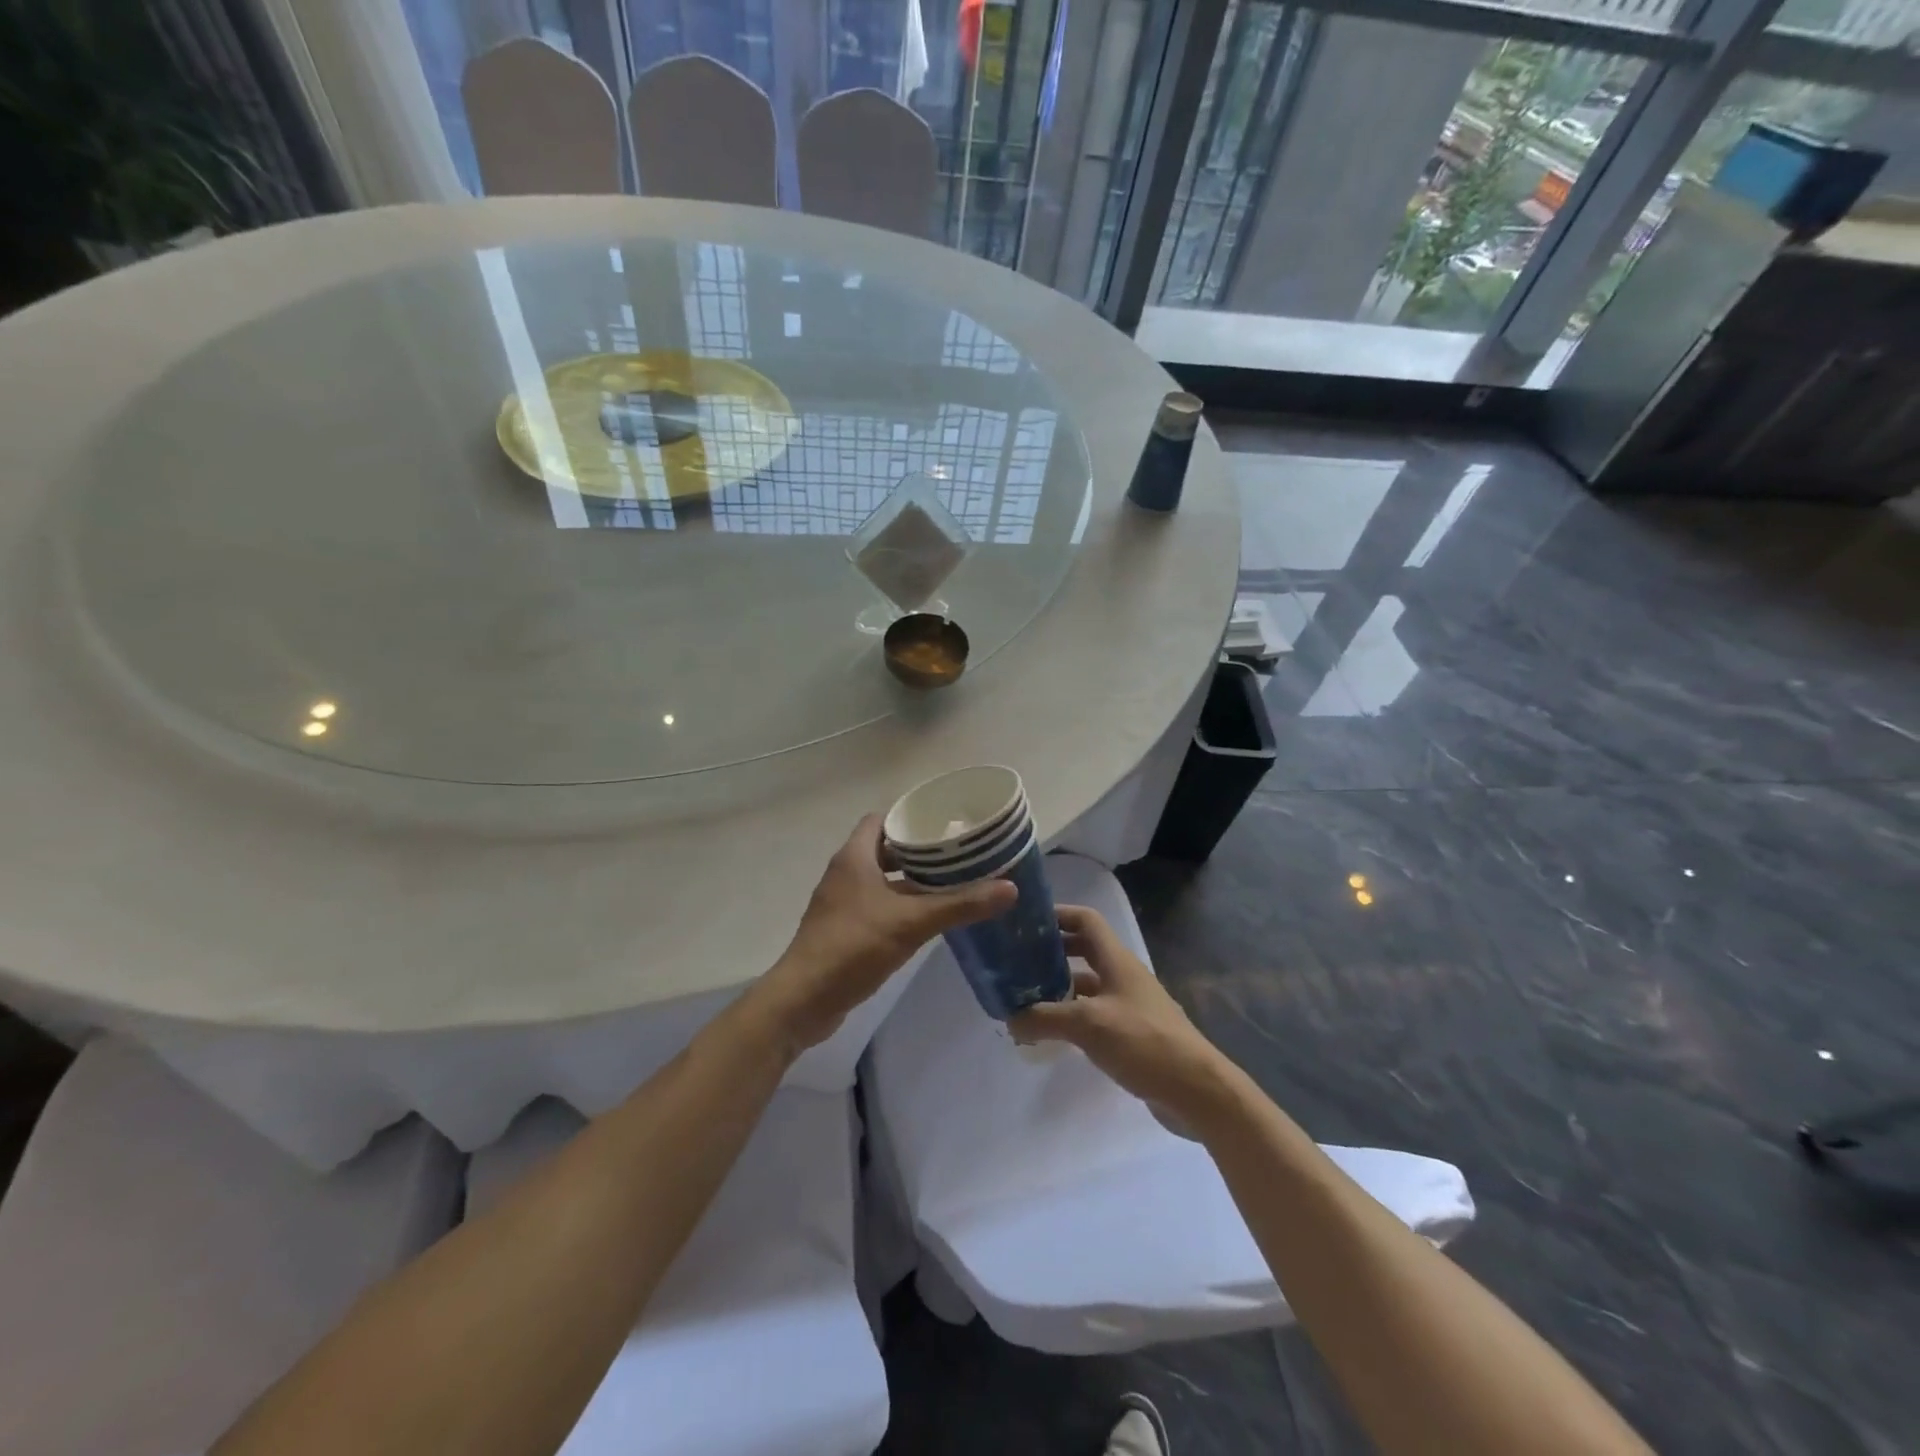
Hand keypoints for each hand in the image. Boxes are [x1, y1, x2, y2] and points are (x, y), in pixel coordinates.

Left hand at [757, 815, 1016, 1051]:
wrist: (804, 1000)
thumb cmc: (853, 947)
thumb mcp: (911, 922)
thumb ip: (960, 905)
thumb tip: (1010, 888)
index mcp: (854, 857)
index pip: (882, 820)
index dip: (910, 818)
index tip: (944, 825)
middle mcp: (845, 873)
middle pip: (885, 850)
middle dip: (919, 852)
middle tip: (958, 856)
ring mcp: (842, 903)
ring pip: (882, 880)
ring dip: (911, 882)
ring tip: (952, 885)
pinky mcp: (843, 930)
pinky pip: (877, 907)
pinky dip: (901, 907)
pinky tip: (928, 920)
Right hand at [1010, 905, 1230, 1118]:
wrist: (1196, 1090)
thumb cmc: (1143, 1042)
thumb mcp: (1088, 1025)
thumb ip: (1045, 1018)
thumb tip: (1010, 1018)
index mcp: (1116, 960)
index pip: (1086, 920)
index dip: (1058, 915)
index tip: (1026, 923)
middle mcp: (1123, 976)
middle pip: (1084, 950)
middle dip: (1052, 952)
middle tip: (1018, 963)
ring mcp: (1129, 1005)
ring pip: (1088, 985)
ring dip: (1059, 987)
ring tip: (1026, 999)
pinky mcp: (1132, 1033)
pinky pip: (1094, 1013)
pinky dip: (1072, 1016)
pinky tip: (1052, 1033)